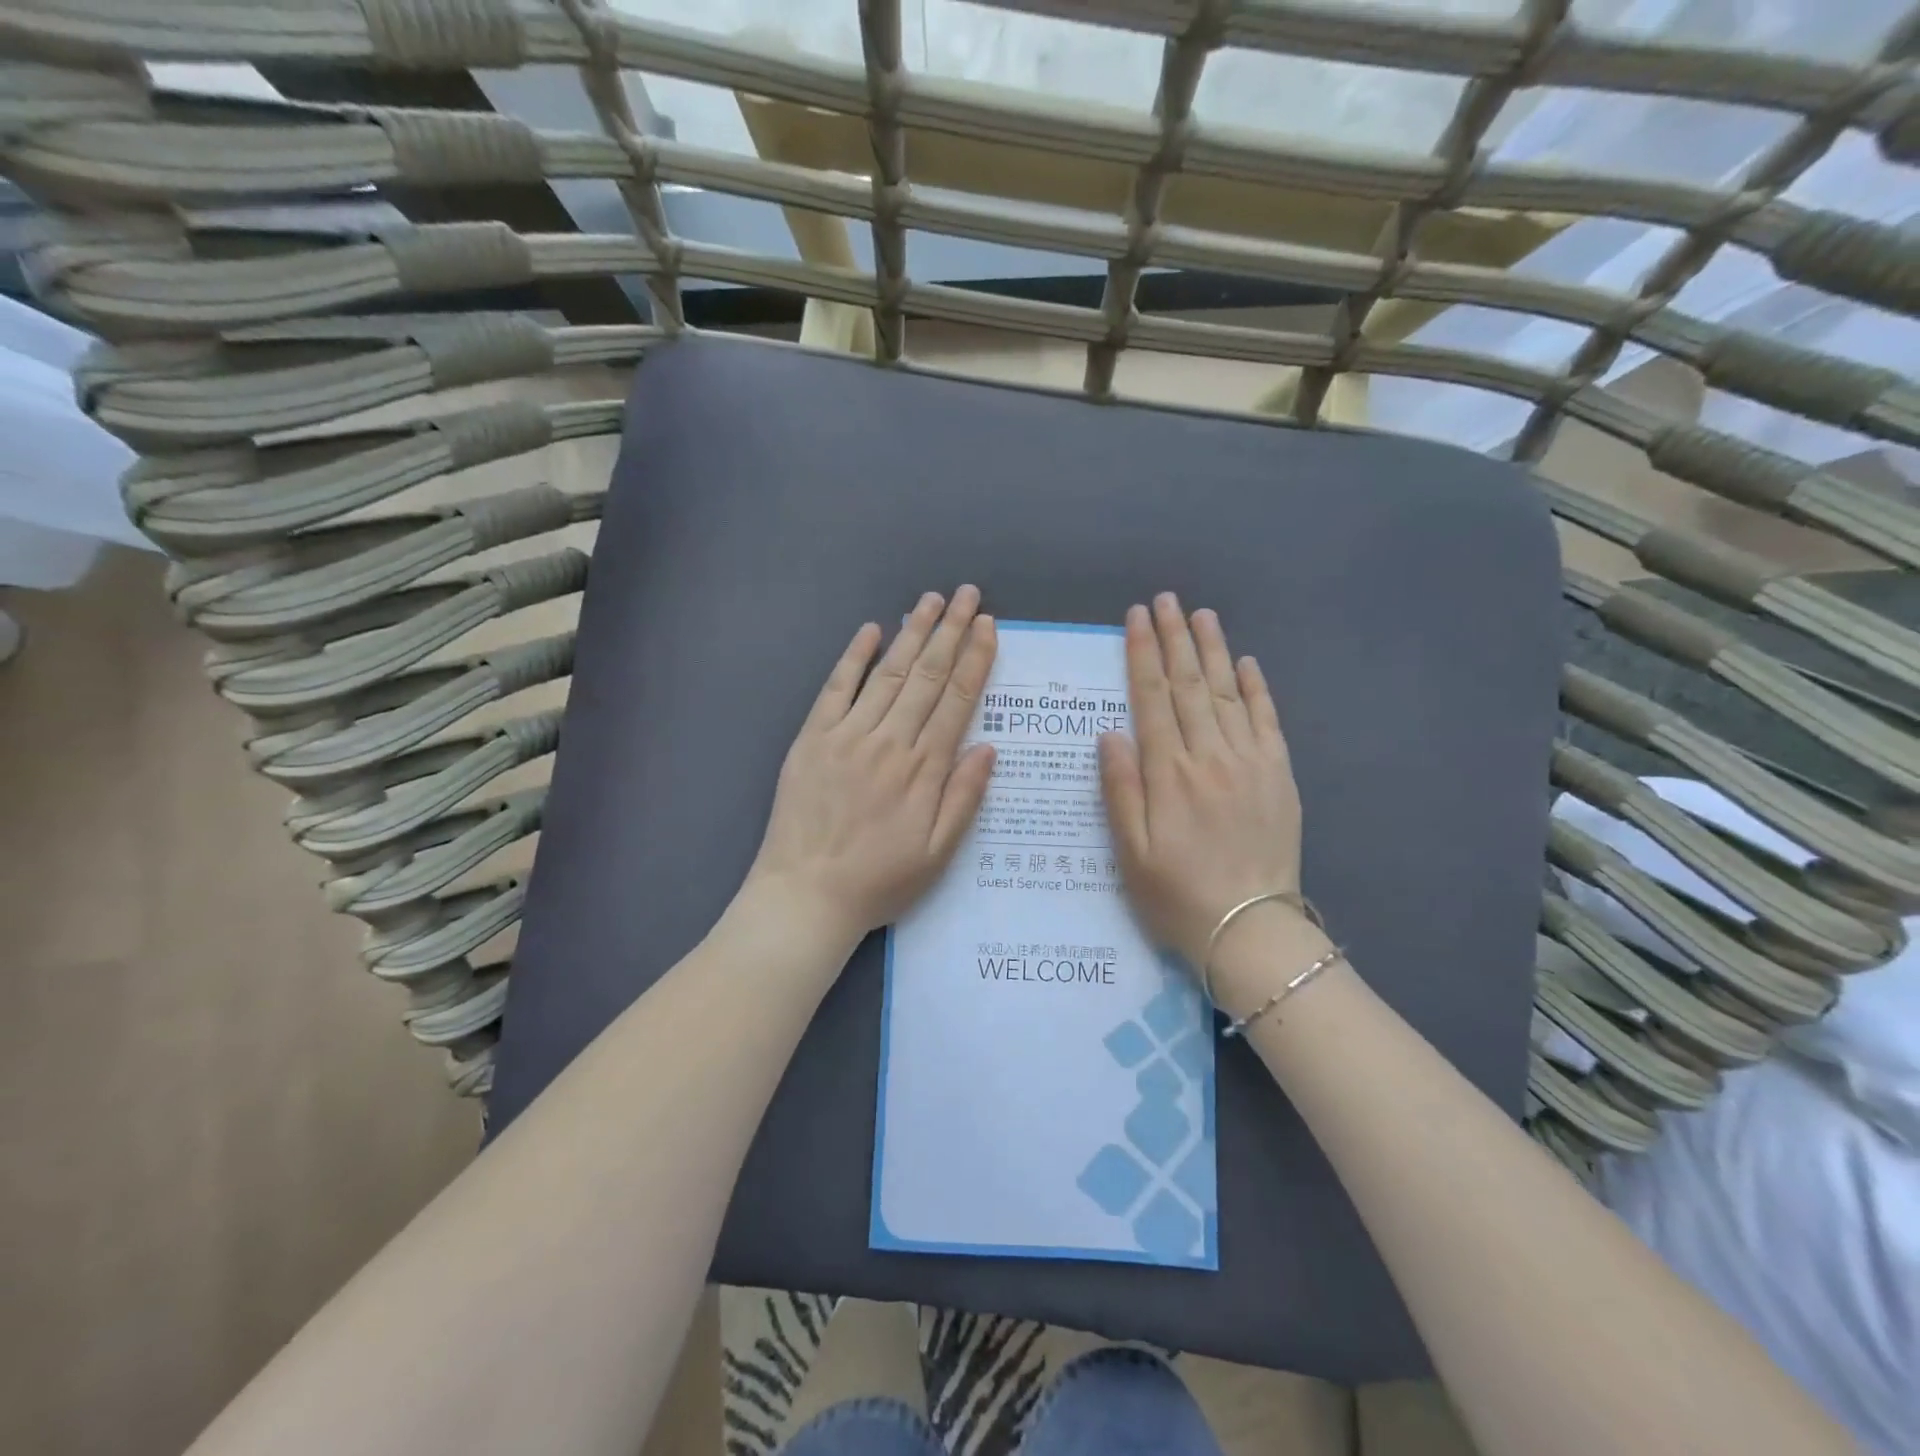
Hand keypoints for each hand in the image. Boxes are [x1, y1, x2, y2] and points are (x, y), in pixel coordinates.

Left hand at [746, 587, 996, 948]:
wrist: (805, 896)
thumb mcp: (938, 854)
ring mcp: (848, 735)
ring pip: (887, 673)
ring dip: (912, 633)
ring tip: (931, 600)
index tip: (988, 626)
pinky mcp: (812, 738)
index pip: (957, 700)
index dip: (976, 659)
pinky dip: (853, 657)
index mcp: (924, 770)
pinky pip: (836, 688)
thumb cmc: (879, 881)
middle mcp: (890, 741)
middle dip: (951, 631)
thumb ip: (964, 798)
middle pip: (927, 675)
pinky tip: (870, 630)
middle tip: (968, 594)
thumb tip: (988, 748)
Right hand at [1098, 594, 1303, 968]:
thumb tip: (1110, 733)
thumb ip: (1120, 788)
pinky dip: (1256, 688)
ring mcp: (1250, 762)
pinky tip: (1246, 662)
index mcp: (1168, 773)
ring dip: (1213, 650)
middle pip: (1189, 685)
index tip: (1135, 619)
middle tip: (1165, 600)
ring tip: (1201, 614)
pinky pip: (1267, 720)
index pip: (1151, 699)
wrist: (1249, 928)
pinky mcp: (1279, 774)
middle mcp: (1209, 756)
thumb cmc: (1176, 893)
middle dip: (1174, 638)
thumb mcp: (1130, 851)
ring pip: (1228, 692)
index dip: (1141, 655)